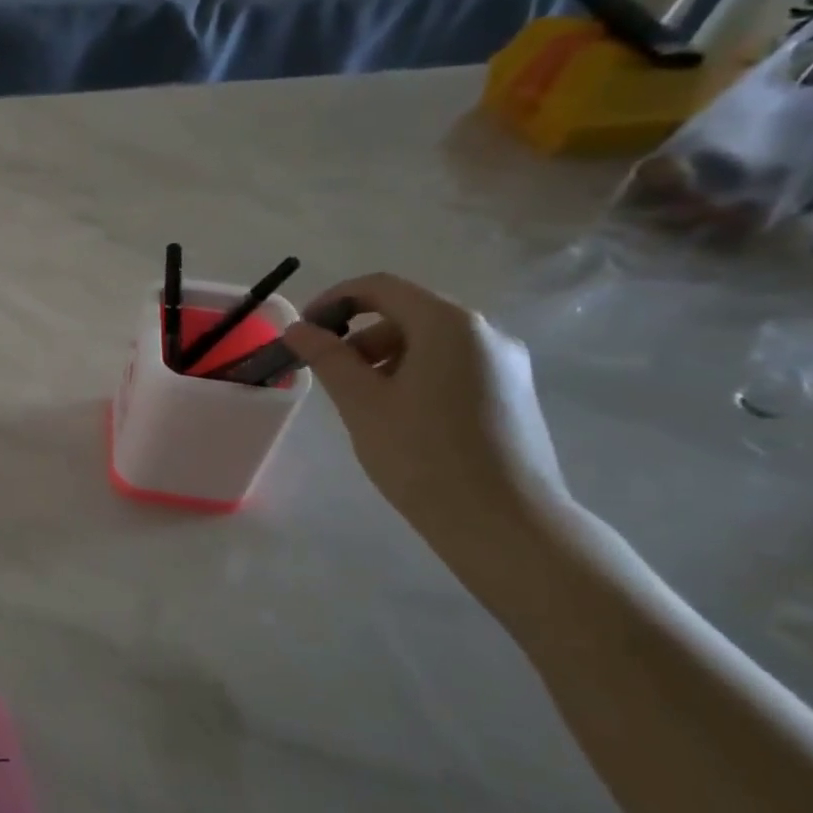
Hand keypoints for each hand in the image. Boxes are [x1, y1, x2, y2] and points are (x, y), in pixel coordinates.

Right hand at [284, 273, 570, 546]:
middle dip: (359, 336)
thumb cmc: (423, 455)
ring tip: (362, 402)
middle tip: (328, 374)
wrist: (505, 524)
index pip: (381, 287)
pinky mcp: (513, 394)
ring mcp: (506, 364)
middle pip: (408, 314)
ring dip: (386, 358)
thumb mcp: (362, 403)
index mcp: (449, 324)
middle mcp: (486, 332)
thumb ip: (327, 357)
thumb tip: (299, 328)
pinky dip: (416, 375)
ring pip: (431, 342)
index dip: (334, 300)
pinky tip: (401, 417)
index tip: (304, 331)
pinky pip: (453, 366)